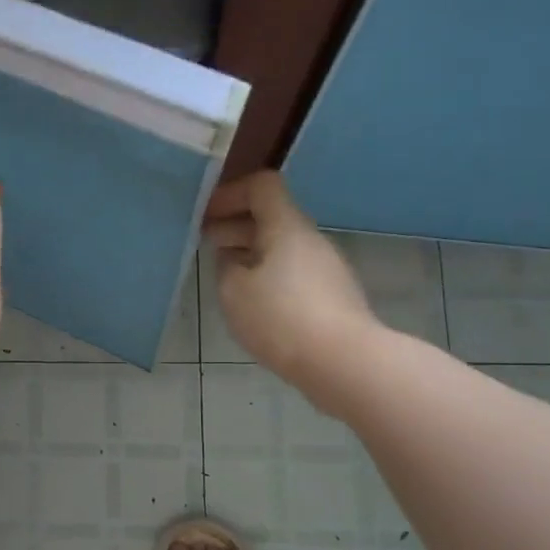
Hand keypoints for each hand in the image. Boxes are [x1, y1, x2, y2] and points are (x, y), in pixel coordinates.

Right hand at [204, 172, 381, 389]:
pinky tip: (253, 302)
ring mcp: (326, 268)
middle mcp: (310, 240)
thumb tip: (232, 259)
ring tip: (225, 276)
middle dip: (235, 225)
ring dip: (250, 253)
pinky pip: (293, 272)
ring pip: (282, 247)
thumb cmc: (281, 318)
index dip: (230, 193)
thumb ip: (226, 267)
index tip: (205, 215)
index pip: (262, 186)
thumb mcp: (233, 291)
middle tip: (205, 244)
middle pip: (272, 217)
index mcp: (286, 227)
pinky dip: (268, 275)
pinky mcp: (332, 296)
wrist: (344, 362)